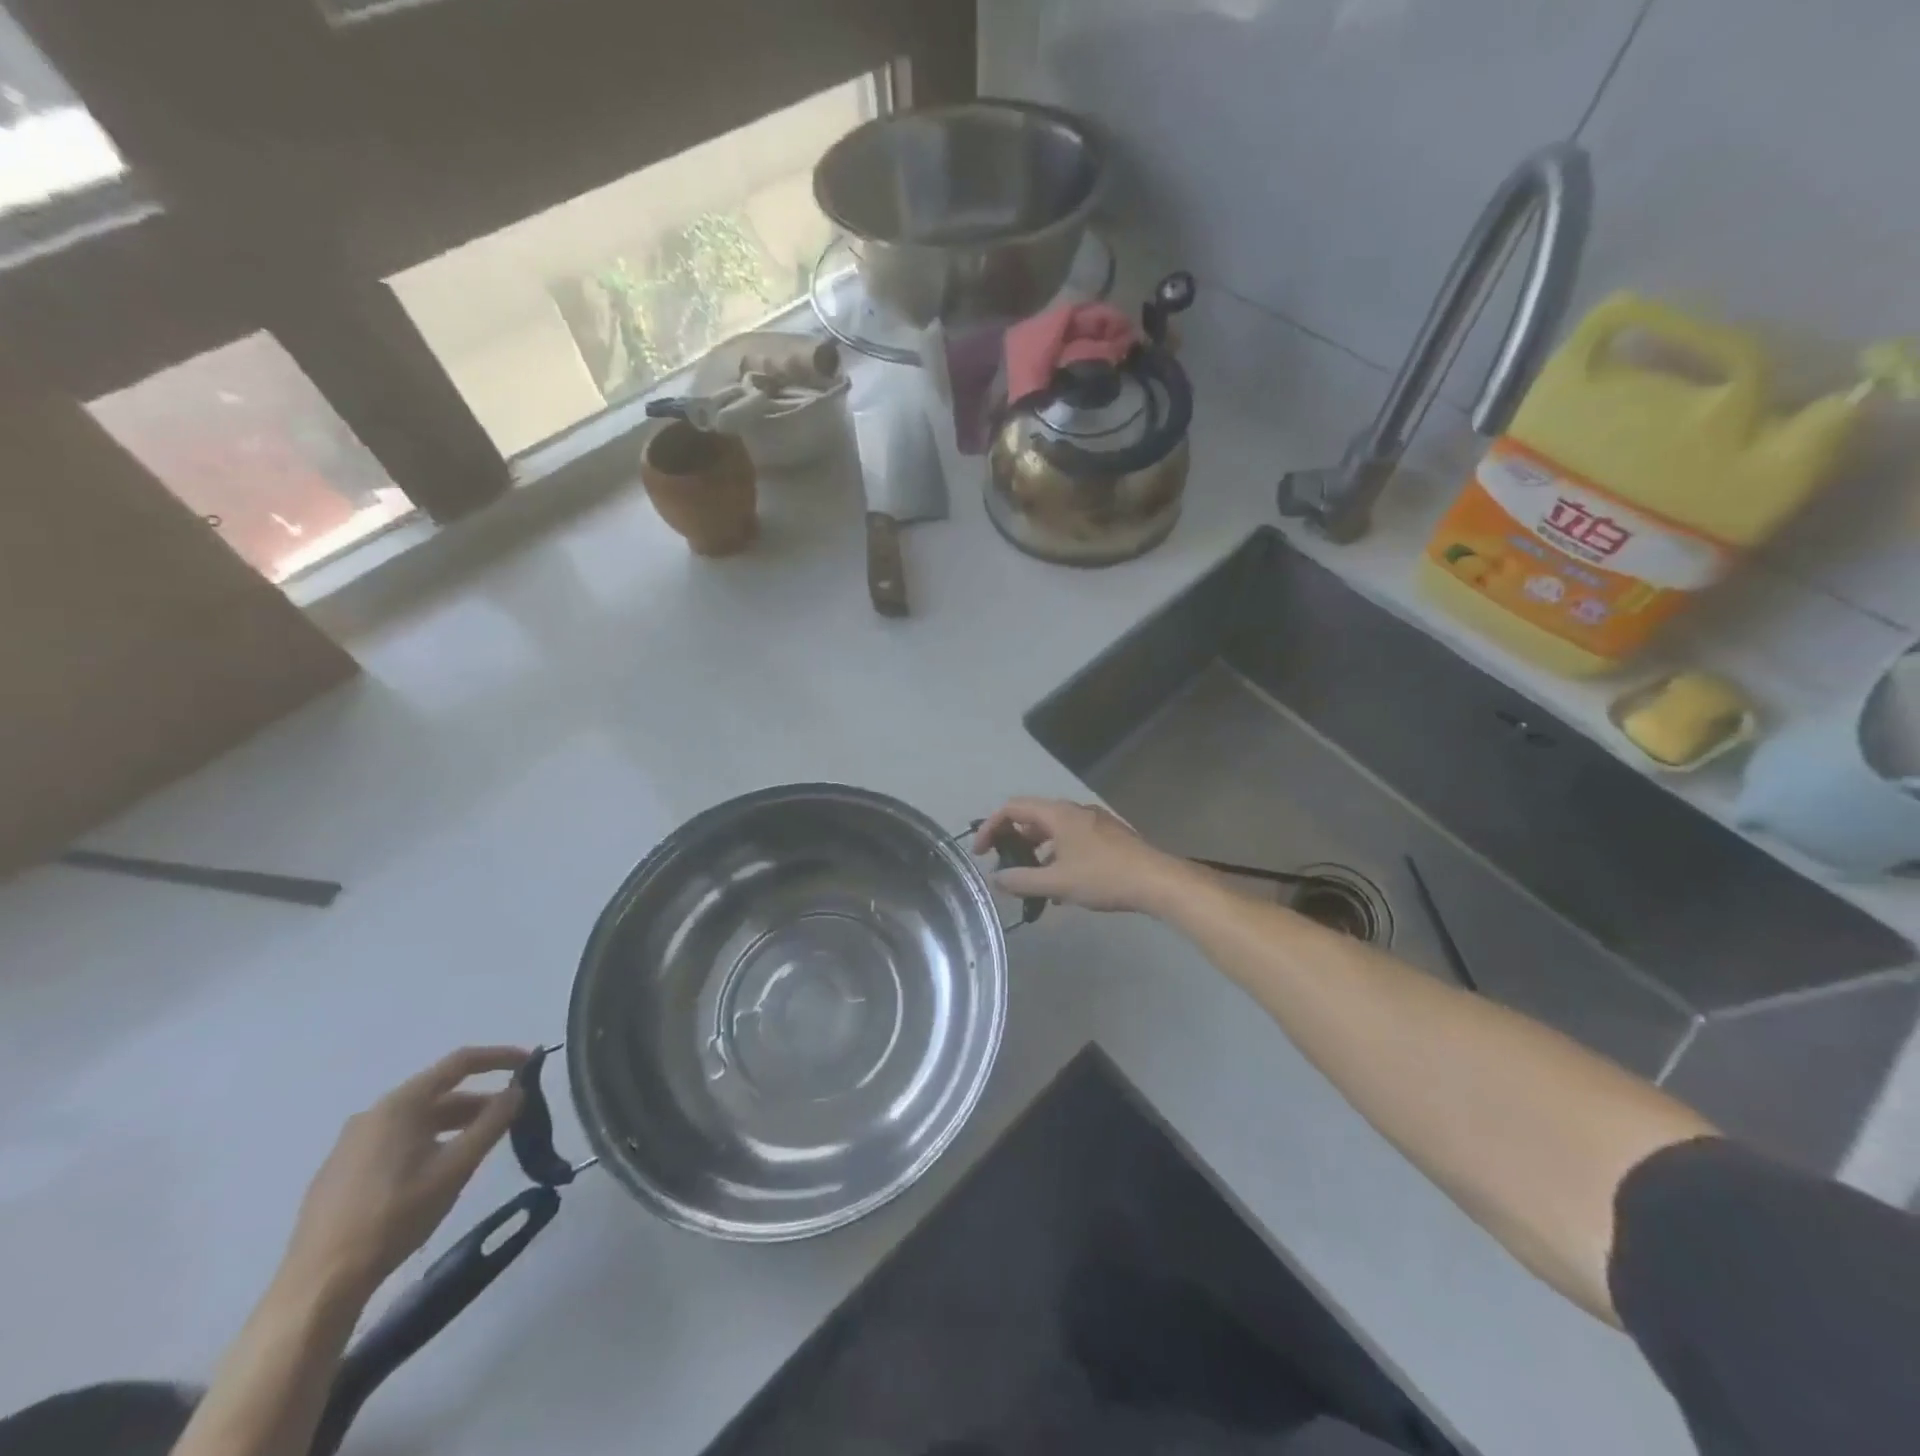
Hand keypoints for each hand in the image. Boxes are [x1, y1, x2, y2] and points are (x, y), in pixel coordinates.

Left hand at [281, 1046, 527, 1300]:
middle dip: (480, 1100)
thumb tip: (518, 1090)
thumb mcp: (456, 1167)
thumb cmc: (396, 1216)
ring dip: (455, 1123)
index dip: (500, 1057)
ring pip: (418, 1119)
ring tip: (480, 1145)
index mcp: (400, 1105)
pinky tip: (437, 1170)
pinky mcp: (340, 1171)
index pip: (460, 1062)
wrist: (319, 1285)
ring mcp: (351, 1143)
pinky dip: (428, 1141)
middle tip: (512, 1116)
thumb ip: (493, 1122)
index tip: (531, 1062)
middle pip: (439, 1092)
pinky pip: (396, 1140)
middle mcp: (373, 1114)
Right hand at [973, 798, 1191, 914]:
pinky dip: (1058, 854)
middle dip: (1014, 840)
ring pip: (1054, 830)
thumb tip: (996, 879)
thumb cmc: (1104, 877)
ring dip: (1037, 850)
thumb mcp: (1058, 883)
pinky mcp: (1109, 836)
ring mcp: (1094, 822)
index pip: (1013, 808)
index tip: (982, 852)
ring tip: (1032, 880)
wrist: (1157, 881)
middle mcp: (1074, 810)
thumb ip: (1022, 880)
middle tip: (1005, 865)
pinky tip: (1062, 884)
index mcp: (1058, 814)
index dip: (991, 827)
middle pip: (1033, 817)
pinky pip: (1072, 839)